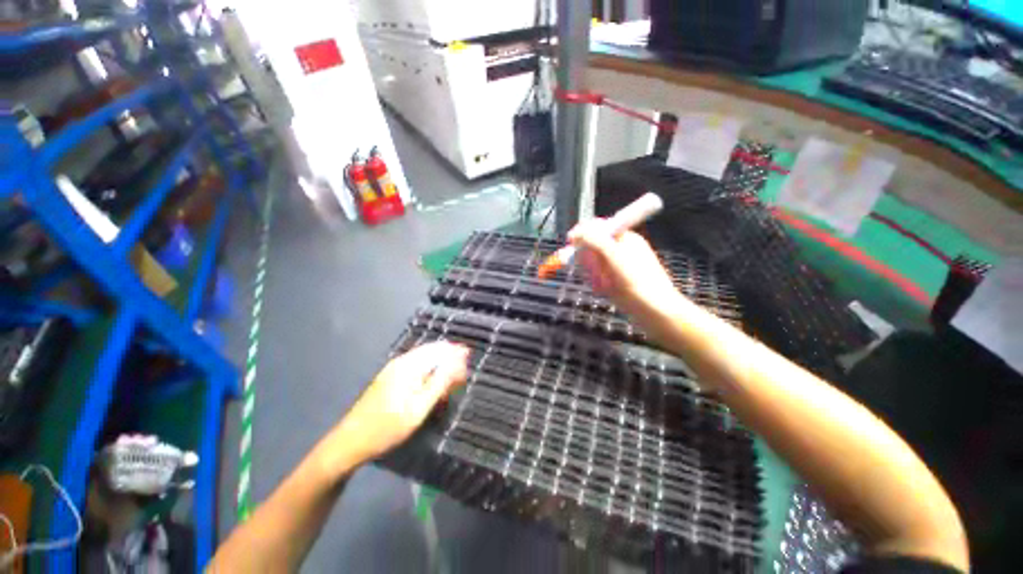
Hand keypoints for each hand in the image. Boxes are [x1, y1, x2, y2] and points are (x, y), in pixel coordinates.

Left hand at [334, 342, 469, 463]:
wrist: (349, 443)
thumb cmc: (387, 427)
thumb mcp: (419, 408)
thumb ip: (440, 382)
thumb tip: (459, 361)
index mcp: (409, 365)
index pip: (440, 350)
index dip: (457, 354)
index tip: (470, 363)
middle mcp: (401, 361)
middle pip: (432, 351)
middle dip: (450, 358)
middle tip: (463, 374)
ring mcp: (393, 368)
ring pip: (424, 358)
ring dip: (440, 364)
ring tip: (452, 378)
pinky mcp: (389, 377)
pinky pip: (416, 366)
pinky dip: (429, 370)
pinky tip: (433, 382)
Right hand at [569, 220, 682, 324]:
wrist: (655, 311)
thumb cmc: (638, 281)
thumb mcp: (614, 255)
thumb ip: (595, 240)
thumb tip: (577, 233)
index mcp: (624, 237)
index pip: (598, 227)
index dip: (583, 233)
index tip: (571, 243)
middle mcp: (621, 249)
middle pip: (593, 246)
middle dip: (589, 258)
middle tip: (595, 270)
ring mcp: (618, 266)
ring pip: (594, 263)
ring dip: (593, 272)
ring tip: (603, 283)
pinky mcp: (616, 280)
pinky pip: (598, 277)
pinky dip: (597, 282)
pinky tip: (605, 290)